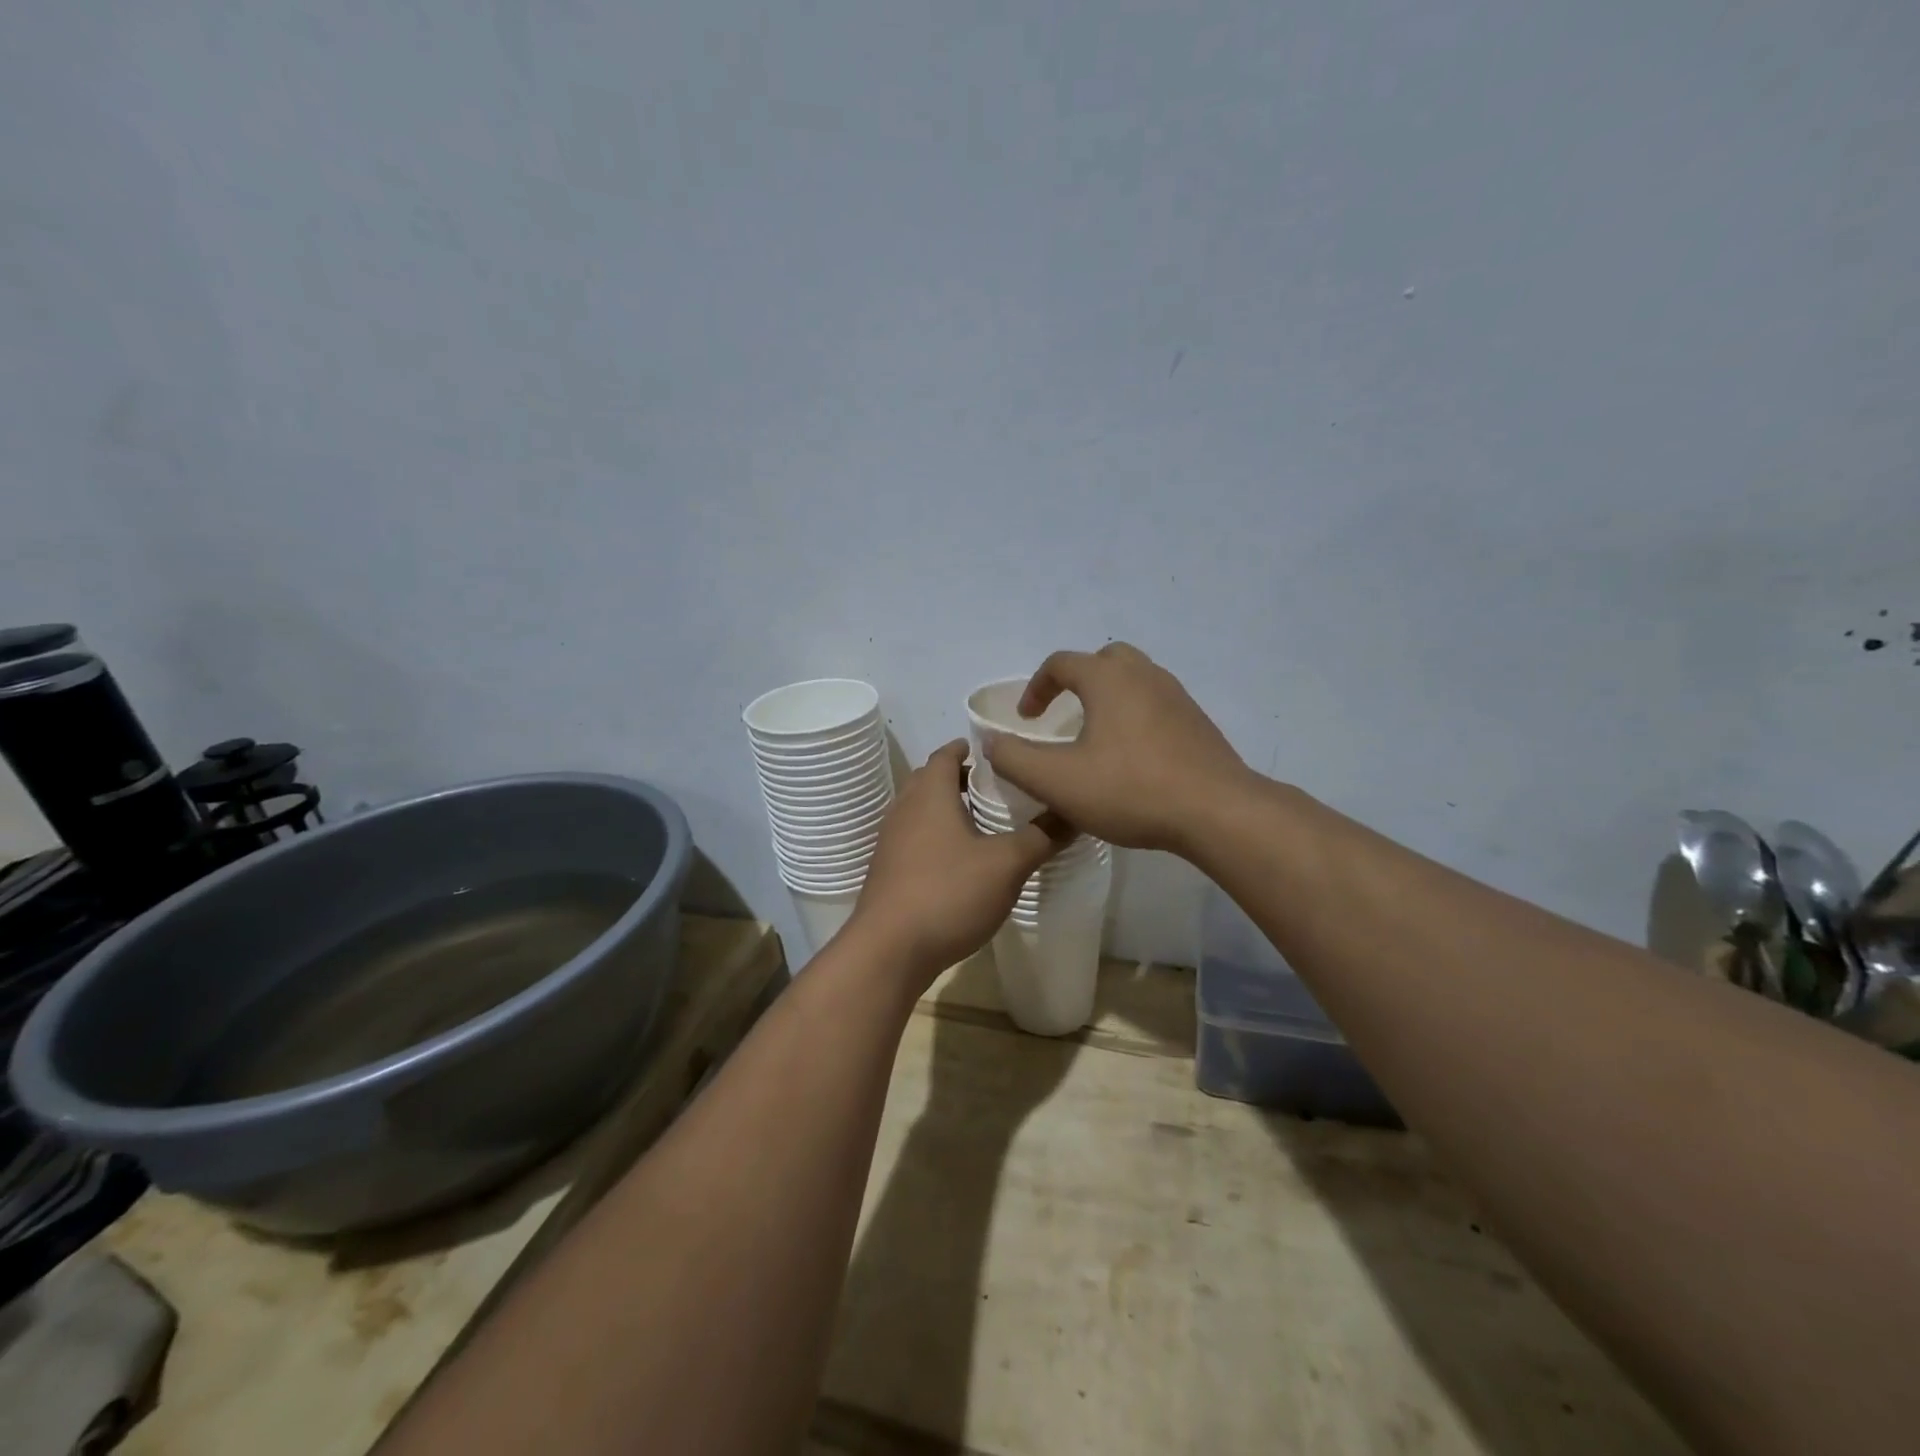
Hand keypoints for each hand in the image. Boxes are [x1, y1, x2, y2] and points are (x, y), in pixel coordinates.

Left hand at [846, 741, 1072, 983]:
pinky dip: (935, 836)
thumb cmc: (949, 893)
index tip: (995, 751)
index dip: (968, 748)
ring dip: (947, 809)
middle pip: (931, 780)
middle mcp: (905, 809)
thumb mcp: (1007, 865)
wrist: (889, 950)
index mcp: (930, 794)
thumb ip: (1041, 837)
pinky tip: (959, 860)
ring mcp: (891, 842)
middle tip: (996, 786)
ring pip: (920, 811)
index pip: (946, 755)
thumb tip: (1074, 812)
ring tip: (982, 821)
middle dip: (960, 778)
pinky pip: (914, 839)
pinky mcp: (887, 871)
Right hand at [985, 643, 1252, 855]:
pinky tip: (1132, 756)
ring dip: (1109, 697)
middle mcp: (1144, 675)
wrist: (1216, 811)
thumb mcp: (1057, 781)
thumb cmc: (1130, 789)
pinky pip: (1156, 704)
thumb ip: (1015, 759)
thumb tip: (992, 742)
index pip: (1061, 663)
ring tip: (1096, 735)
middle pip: (1104, 660)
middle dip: (1078, 681)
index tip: (1027, 719)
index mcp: (1108, 679)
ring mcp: (1176, 696)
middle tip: (1065, 714)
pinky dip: (1135, 715)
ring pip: (1134, 680)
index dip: (1036, 688)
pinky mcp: (1197, 722)